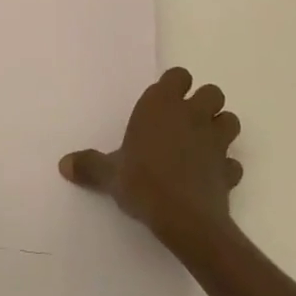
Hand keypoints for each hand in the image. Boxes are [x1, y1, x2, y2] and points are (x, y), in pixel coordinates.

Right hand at [59, 67, 242, 252]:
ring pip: (230, 121)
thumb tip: (63, 164)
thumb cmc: (141, 183)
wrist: (183, 219)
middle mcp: (192, 115)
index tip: (165, 101)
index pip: (178, 76)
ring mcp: (215, 141)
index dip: (175, 86)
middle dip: (204, 103)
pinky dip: (226, 167)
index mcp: (161, 105)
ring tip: (203, 144)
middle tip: (186, 121)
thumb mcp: (109, 174)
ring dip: (221, 128)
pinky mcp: (228, 170)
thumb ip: (89, 165)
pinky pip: (233, 163)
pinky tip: (212, 178)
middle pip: (212, 92)